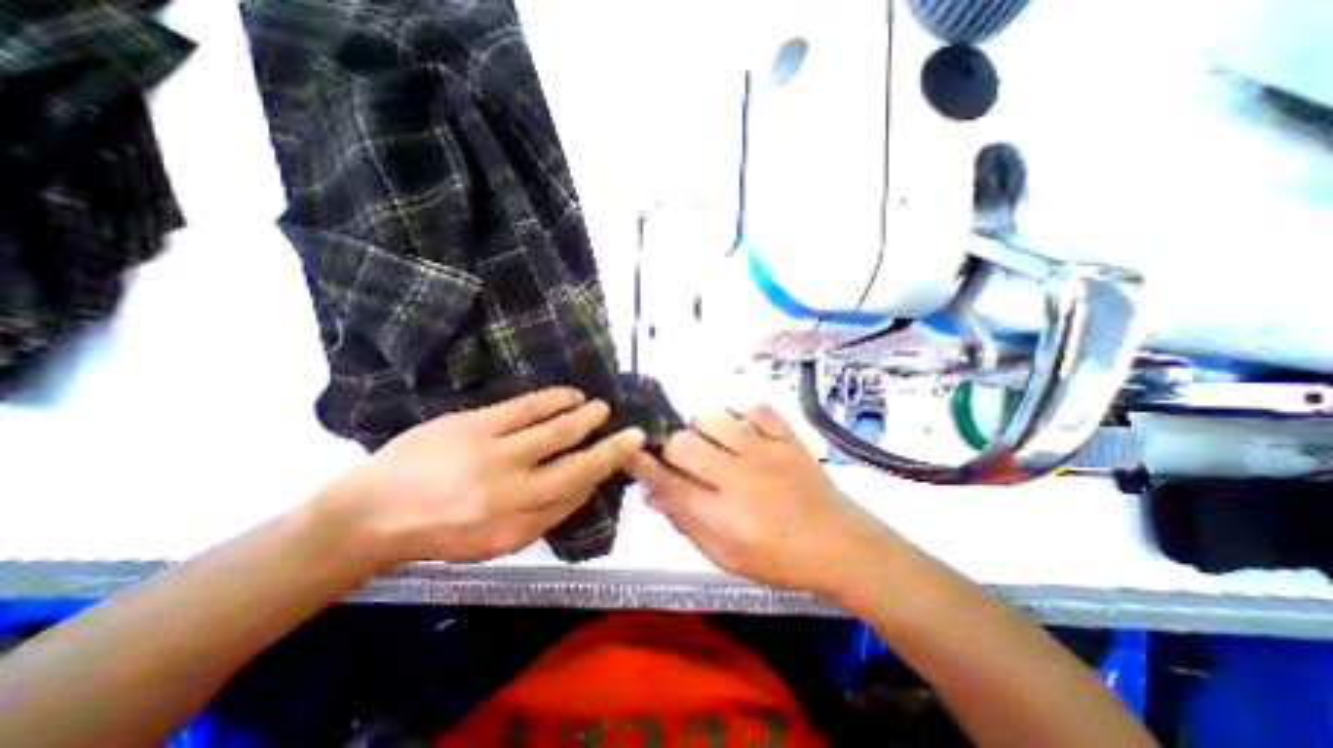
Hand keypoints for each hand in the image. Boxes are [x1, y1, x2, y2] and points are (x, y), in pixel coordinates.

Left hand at [330, 390, 644, 563]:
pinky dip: (556, 398)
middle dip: (611, 446)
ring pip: (558, 429)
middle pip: (578, 463)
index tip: (628, 453)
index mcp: (518, 524)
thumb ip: (546, 516)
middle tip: (630, 431)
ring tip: (600, 408)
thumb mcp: (498, 542)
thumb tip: (585, 484)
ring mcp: (494, 453)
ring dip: (586, 416)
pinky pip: (528, 406)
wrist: (373, 513)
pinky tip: (570, 395)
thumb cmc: (441, 533)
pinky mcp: (475, 424)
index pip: (578, 491)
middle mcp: (512, 490)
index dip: (607, 469)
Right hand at [628, 400, 906, 598]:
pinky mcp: (788, 437)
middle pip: (684, 444)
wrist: (840, 544)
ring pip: (712, 418)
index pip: (669, 484)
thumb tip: (652, 495)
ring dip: (700, 427)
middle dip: (672, 447)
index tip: (628, 449)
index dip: (642, 465)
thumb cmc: (780, 560)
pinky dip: (738, 410)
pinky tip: (738, 425)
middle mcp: (741, 480)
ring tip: (710, 441)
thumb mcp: (727, 558)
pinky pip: (754, 406)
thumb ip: (687, 524)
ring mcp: (767, 452)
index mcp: (725, 518)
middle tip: (682, 457)